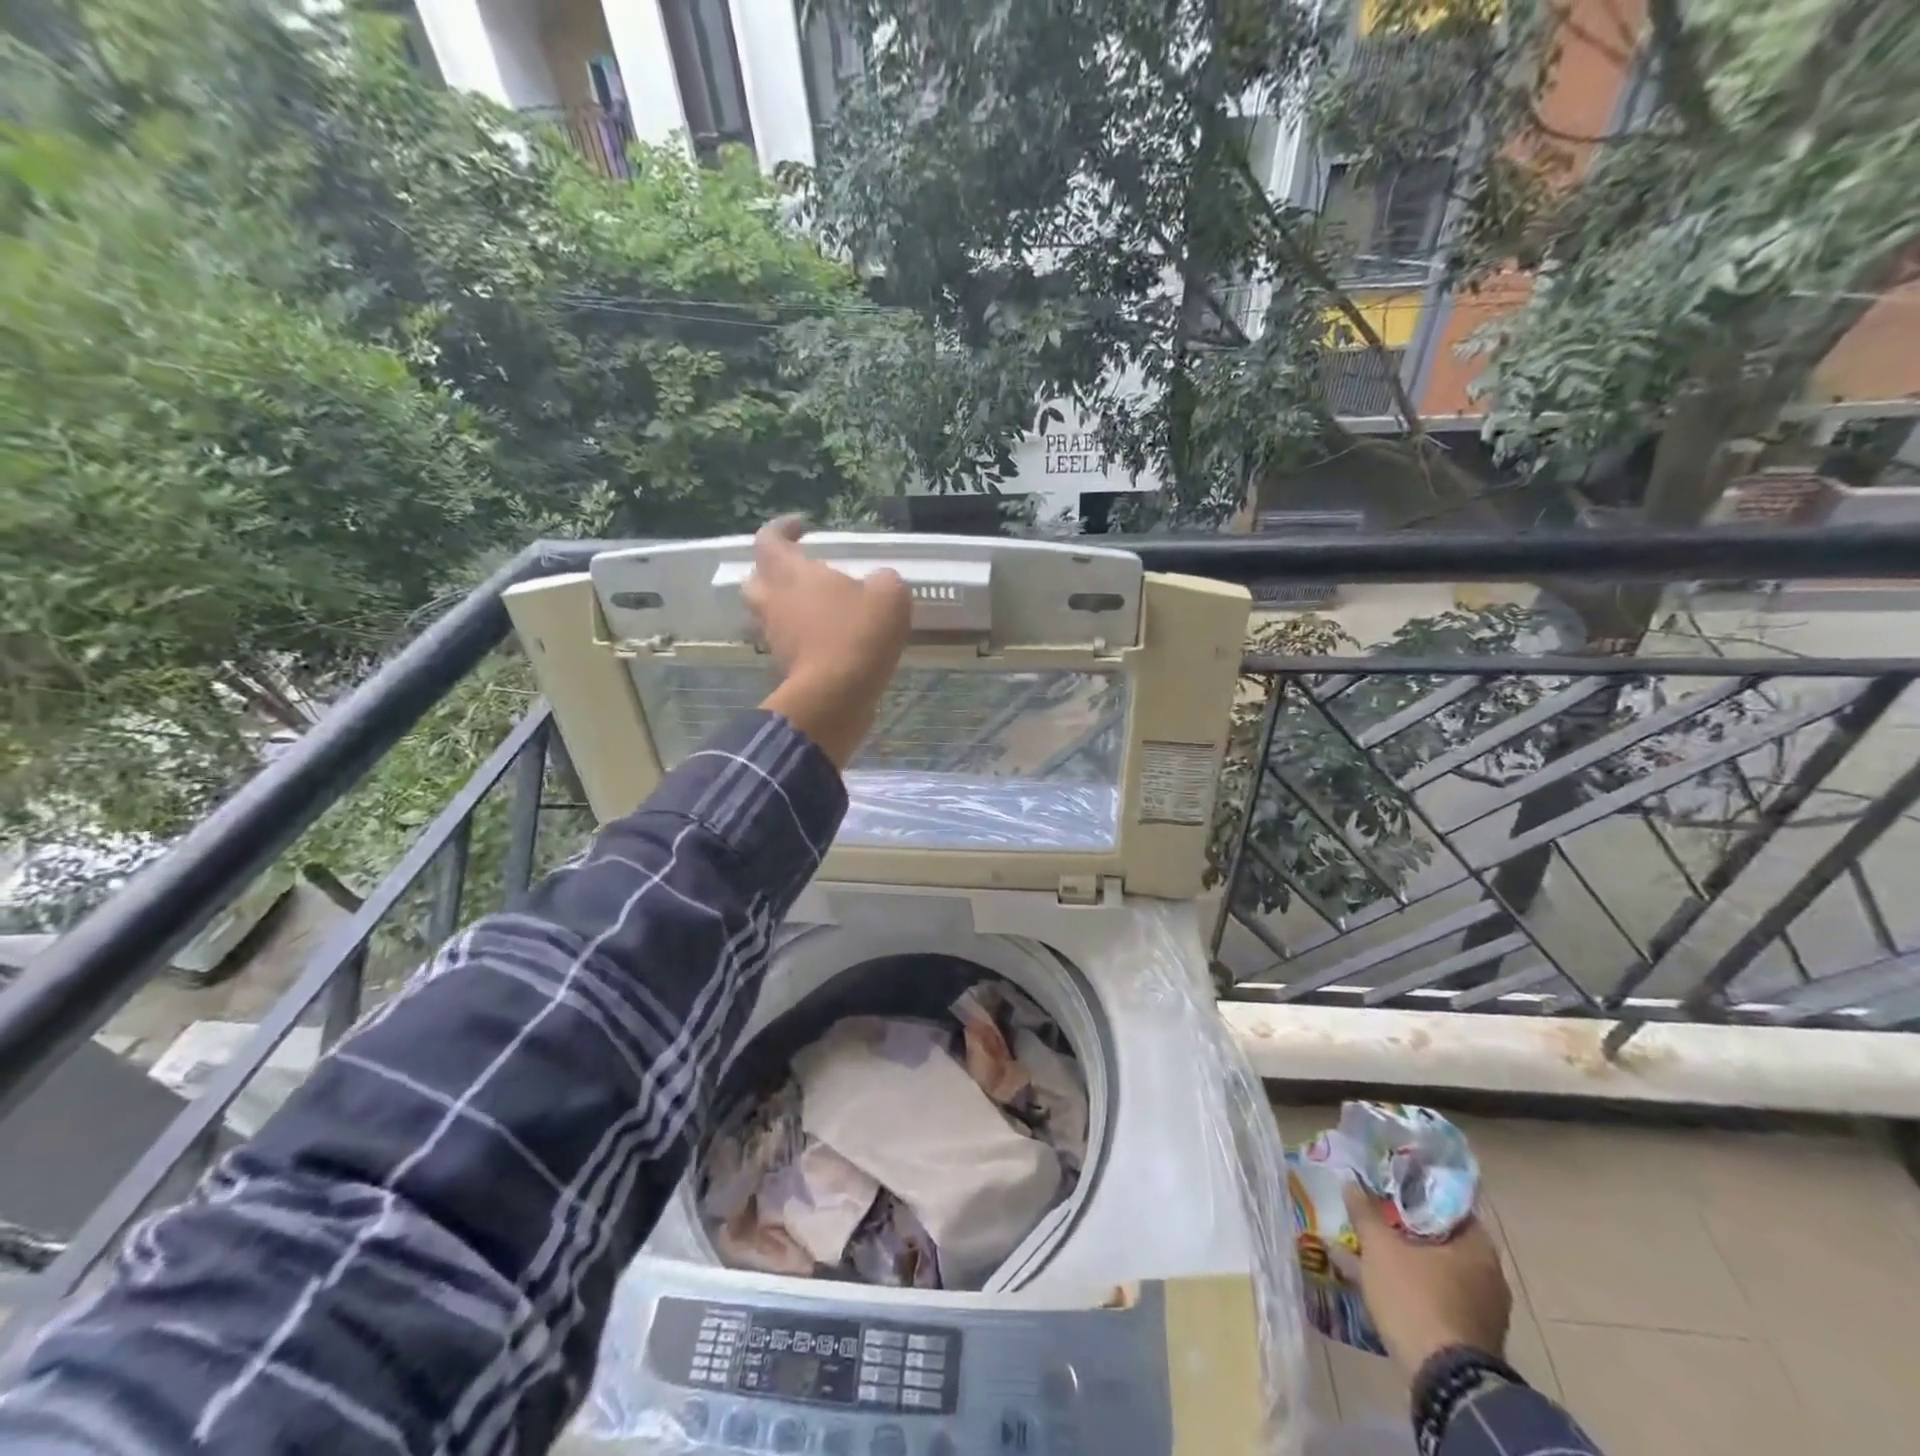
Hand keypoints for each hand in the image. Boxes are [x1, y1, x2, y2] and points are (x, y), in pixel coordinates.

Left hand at [746, 516, 910, 767]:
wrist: (835, 696)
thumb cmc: (857, 634)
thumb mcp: (889, 595)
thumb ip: (883, 580)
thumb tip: (879, 582)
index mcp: (790, 573)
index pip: (769, 539)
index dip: (782, 528)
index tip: (801, 526)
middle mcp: (772, 602)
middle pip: (756, 579)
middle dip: (773, 572)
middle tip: (800, 572)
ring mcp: (774, 637)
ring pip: (767, 615)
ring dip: (785, 608)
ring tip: (815, 609)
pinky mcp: (784, 668)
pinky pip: (785, 644)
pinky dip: (799, 638)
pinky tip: (826, 641)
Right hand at [1342, 1181, 1510, 1376]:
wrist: (1444, 1381)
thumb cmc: (1416, 1298)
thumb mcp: (1379, 1247)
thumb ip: (1365, 1212)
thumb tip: (1351, 1182)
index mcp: (1478, 1248)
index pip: (1449, 1204)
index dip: (1417, 1191)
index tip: (1389, 1185)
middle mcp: (1489, 1276)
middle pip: (1441, 1238)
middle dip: (1406, 1228)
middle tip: (1375, 1214)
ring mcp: (1482, 1310)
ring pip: (1436, 1269)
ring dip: (1405, 1258)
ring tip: (1368, 1247)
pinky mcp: (1469, 1336)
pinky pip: (1435, 1297)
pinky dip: (1410, 1287)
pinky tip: (1378, 1282)